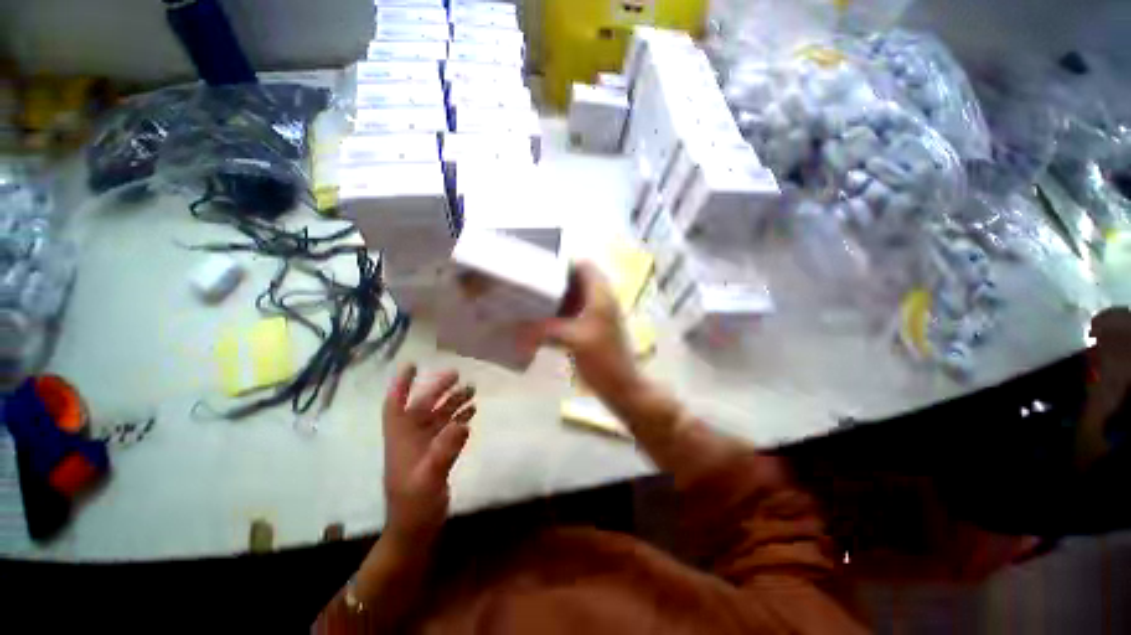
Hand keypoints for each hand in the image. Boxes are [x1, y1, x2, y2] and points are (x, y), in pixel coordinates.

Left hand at [382, 365, 475, 542]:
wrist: (415, 530)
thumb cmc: (414, 505)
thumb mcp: (428, 478)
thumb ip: (445, 450)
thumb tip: (462, 423)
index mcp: (402, 438)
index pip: (396, 405)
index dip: (402, 385)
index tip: (413, 365)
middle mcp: (412, 438)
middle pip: (424, 406)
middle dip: (439, 389)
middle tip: (457, 375)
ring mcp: (425, 447)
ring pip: (439, 416)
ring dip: (453, 403)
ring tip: (471, 390)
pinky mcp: (437, 455)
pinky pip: (449, 430)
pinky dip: (459, 419)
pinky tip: (471, 413)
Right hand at [530, 262, 640, 397]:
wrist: (622, 386)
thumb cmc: (603, 360)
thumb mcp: (573, 340)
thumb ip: (544, 329)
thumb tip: (516, 324)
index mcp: (601, 295)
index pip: (584, 266)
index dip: (564, 264)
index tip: (541, 267)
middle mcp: (601, 299)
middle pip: (578, 280)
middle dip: (556, 281)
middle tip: (533, 284)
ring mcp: (598, 314)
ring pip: (576, 297)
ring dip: (558, 297)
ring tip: (534, 299)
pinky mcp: (594, 328)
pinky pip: (575, 312)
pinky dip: (561, 312)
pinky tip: (544, 320)